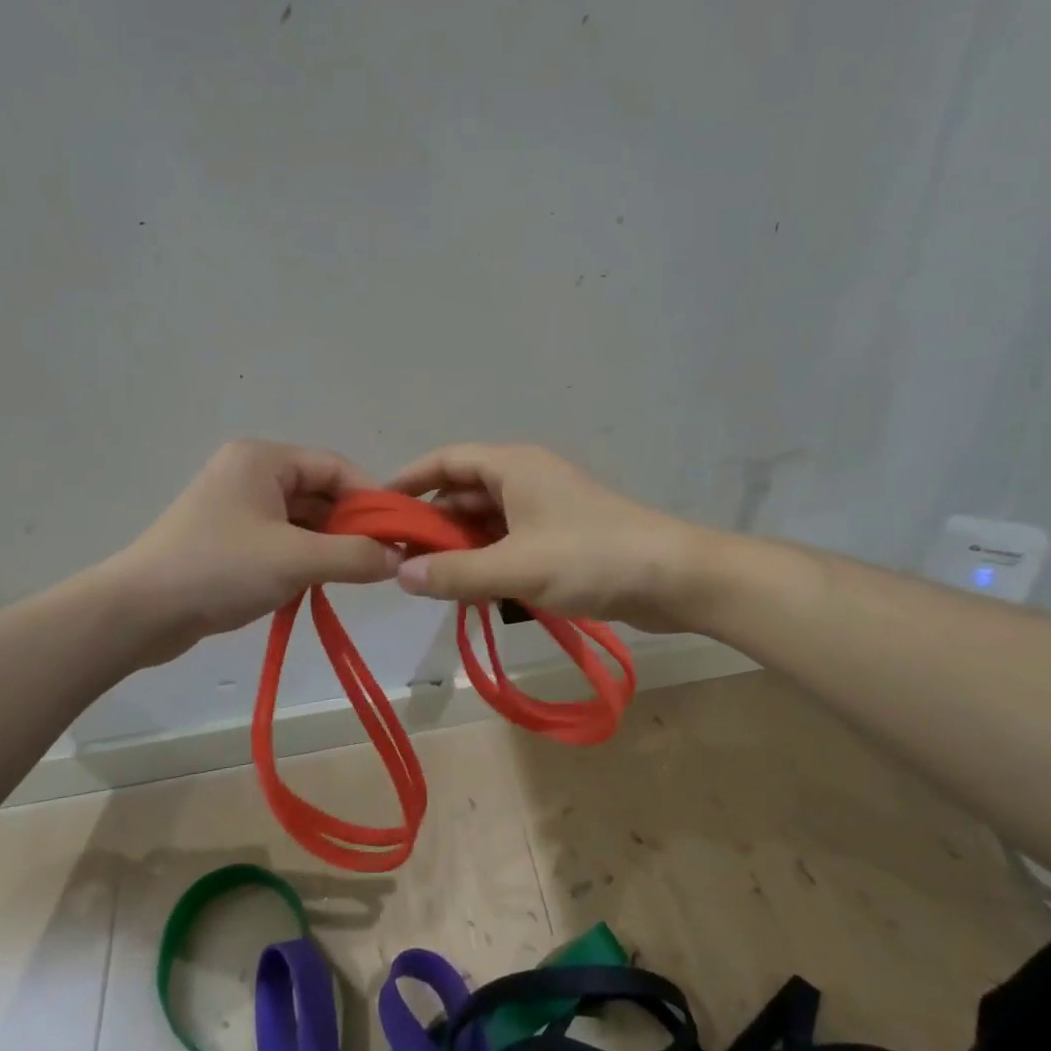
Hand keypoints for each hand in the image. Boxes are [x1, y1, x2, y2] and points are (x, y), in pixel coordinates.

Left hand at [118, 440, 398, 662]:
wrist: (139, 612)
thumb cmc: (220, 569)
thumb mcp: (296, 560)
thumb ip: (354, 556)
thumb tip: (397, 558)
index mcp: (263, 460)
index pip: (335, 468)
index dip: (372, 499)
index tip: (400, 533)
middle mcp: (250, 474)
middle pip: (319, 493)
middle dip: (351, 526)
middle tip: (380, 561)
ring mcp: (236, 508)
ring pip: (301, 520)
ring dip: (328, 546)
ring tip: (352, 577)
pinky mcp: (227, 540)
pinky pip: (280, 541)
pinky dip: (303, 559)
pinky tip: (316, 584)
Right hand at [387, 443, 706, 631]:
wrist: (673, 577)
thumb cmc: (590, 558)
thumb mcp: (515, 566)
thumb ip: (455, 572)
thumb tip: (401, 575)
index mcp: (513, 467)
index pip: (446, 461)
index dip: (409, 480)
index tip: (377, 508)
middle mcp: (525, 479)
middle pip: (463, 493)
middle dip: (431, 524)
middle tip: (397, 559)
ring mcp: (545, 509)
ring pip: (486, 522)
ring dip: (458, 547)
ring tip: (427, 580)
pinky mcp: (560, 538)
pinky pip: (508, 543)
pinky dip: (486, 561)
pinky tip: (470, 589)